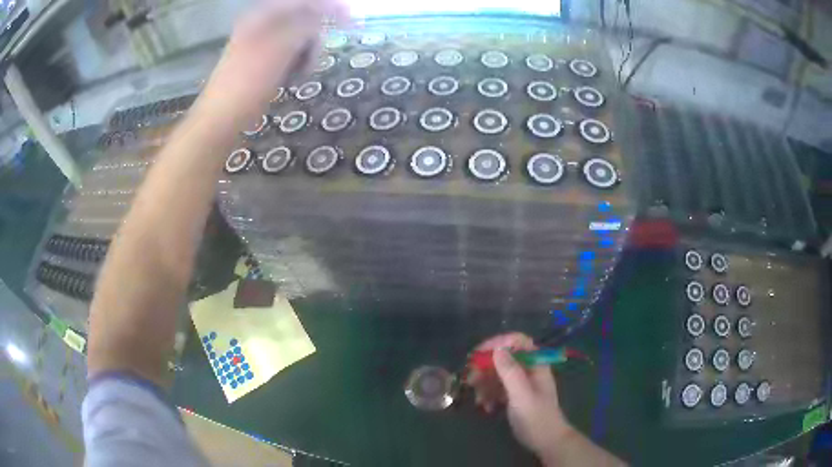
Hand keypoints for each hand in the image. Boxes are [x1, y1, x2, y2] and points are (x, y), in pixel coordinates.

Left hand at [198, 0, 349, 127]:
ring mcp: (259, 42)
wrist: (220, 120)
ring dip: (306, 54)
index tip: (351, 21)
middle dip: (314, 39)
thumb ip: (308, 24)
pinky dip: (295, 63)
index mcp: (263, 15)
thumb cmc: (249, 82)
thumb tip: (332, 9)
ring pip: (297, 38)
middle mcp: (261, 23)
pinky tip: (291, 78)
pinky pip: (288, 53)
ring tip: (299, 74)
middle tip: (312, 61)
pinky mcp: (260, 60)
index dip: (329, 8)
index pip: (304, 2)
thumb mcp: (283, 47)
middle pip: (303, 19)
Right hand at [465, 333, 572, 458]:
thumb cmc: (536, 417)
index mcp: (535, 363)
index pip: (517, 341)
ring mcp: (521, 383)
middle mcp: (528, 369)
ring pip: (497, 373)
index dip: (498, 342)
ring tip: (478, 399)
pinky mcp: (514, 396)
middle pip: (503, 357)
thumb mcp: (521, 395)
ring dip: (484, 384)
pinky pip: (497, 388)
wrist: (545, 441)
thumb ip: (510, 372)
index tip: (478, 353)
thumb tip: (497, 349)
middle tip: (470, 379)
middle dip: (485, 367)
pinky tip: (486, 407)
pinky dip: (489, 395)